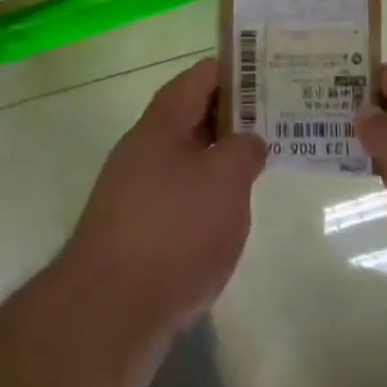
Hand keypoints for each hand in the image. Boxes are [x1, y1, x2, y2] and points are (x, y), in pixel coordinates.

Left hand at [59, 58, 266, 345]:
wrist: (108, 315)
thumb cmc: (174, 230)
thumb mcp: (225, 179)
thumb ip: (244, 149)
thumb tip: (248, 141)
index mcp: (161, 123)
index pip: (201, 76)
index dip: (237, 71)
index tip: (272, 75)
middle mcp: (143, 149)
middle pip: (192, 117)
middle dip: (234, 117)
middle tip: (278, 122)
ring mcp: (135, 193)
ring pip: (187, 161)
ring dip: (220, 161)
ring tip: (262, 168)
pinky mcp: (135, 235)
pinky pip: (179, 200)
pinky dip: (206, 200)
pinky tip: (230, 219)